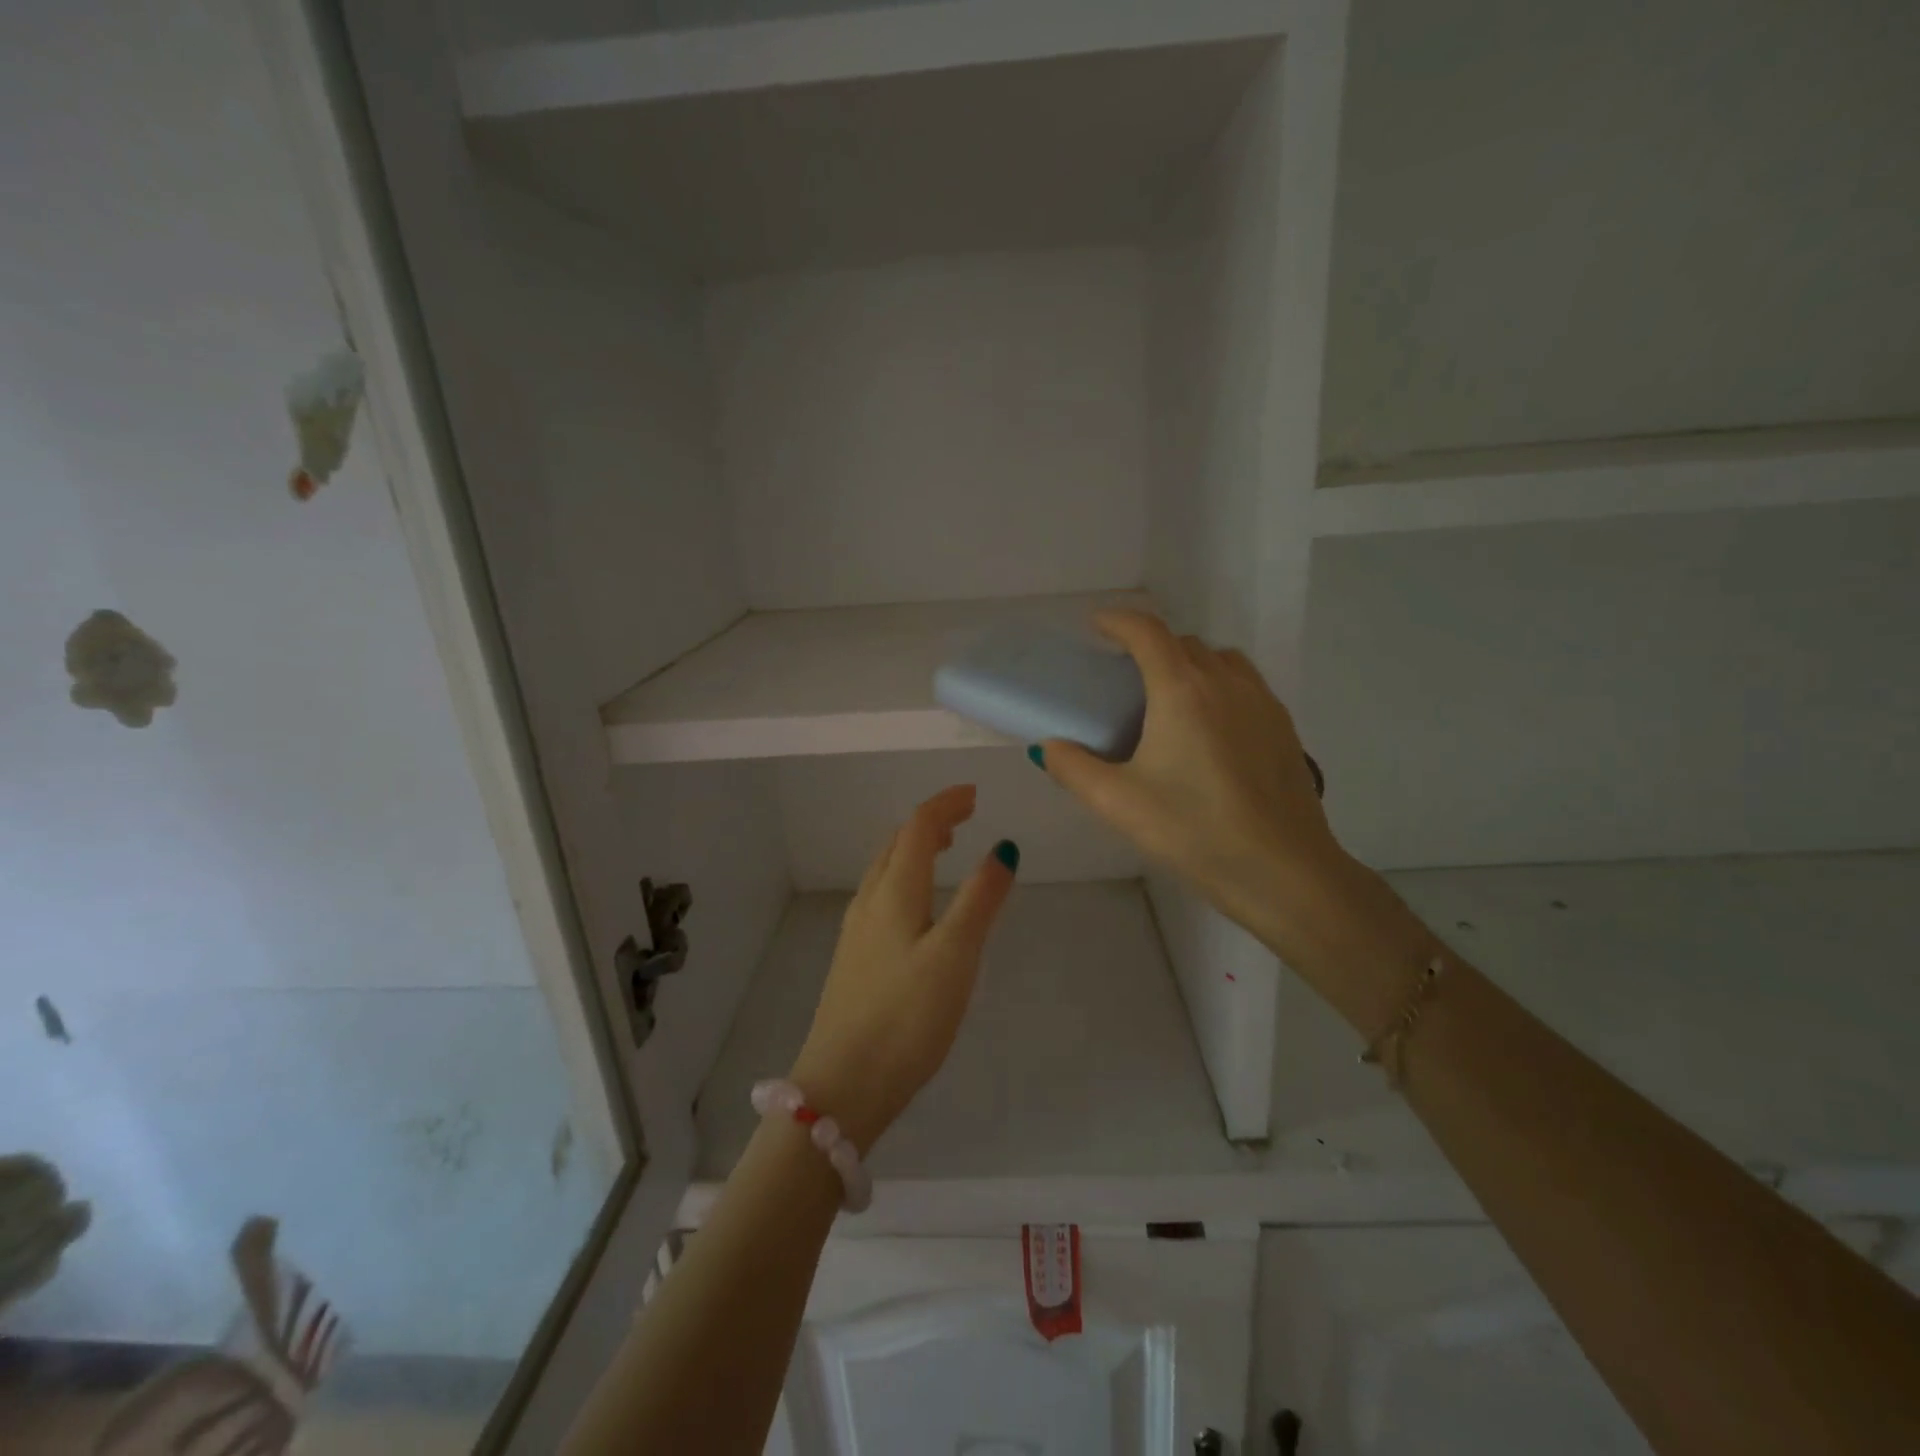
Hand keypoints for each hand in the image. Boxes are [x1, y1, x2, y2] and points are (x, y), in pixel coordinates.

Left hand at [788, 785, 1017, 1151]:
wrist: (842, 1085)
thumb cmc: (906, 1017)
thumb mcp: (955, 955)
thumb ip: (980, 899)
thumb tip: (1003, 847)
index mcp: (894, 893)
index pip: (917, 828)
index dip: (945, 804)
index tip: (974, 794)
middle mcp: (869, 902)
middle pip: (896, 844)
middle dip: (929, 822)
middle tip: (962, 817)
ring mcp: (856, 932)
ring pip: (884, 870)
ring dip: (913, 848)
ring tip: (943, 849)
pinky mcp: (853, 960)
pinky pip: (880, 897)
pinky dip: (904, 878)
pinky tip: (916, 905)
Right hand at [1034, 611, 1349, 955]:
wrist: (1283, 871)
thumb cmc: (1194, 831)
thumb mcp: (1118, 803)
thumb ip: (1073, 768)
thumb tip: (1049, 747)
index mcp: (1182, 690)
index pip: (1148, 632)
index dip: (1118, 621)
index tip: (1097, 626)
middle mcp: (1226, 682)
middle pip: (1184, 643)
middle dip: (1151, 646)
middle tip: (1125, 678)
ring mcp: (1262, 702)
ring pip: (1221, 661)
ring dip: (1190, 663)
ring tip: (1170, 698)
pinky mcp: (1284, 728)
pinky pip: (1246, 685)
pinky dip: (1220, 686)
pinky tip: (1210, 730)